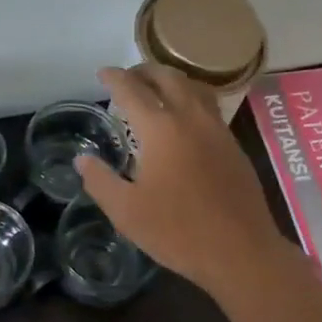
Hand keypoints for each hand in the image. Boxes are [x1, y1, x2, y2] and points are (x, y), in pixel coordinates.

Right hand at [75, 65, 288, 295]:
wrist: (240, 250)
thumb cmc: (177, 231)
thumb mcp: (126, 211)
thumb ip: (100, 180)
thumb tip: (82, 160)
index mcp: (161, 129)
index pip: (132, 90)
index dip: (114, 78)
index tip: (102, 73)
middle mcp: (191, 119)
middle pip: (168, 78)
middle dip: (145, 71)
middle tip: (129, 77)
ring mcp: (218, 130)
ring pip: (194, 88)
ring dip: (172, 80)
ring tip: (157, 89)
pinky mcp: (233, 146)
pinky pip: (209, 107)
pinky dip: (191, 99)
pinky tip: (185, 120)